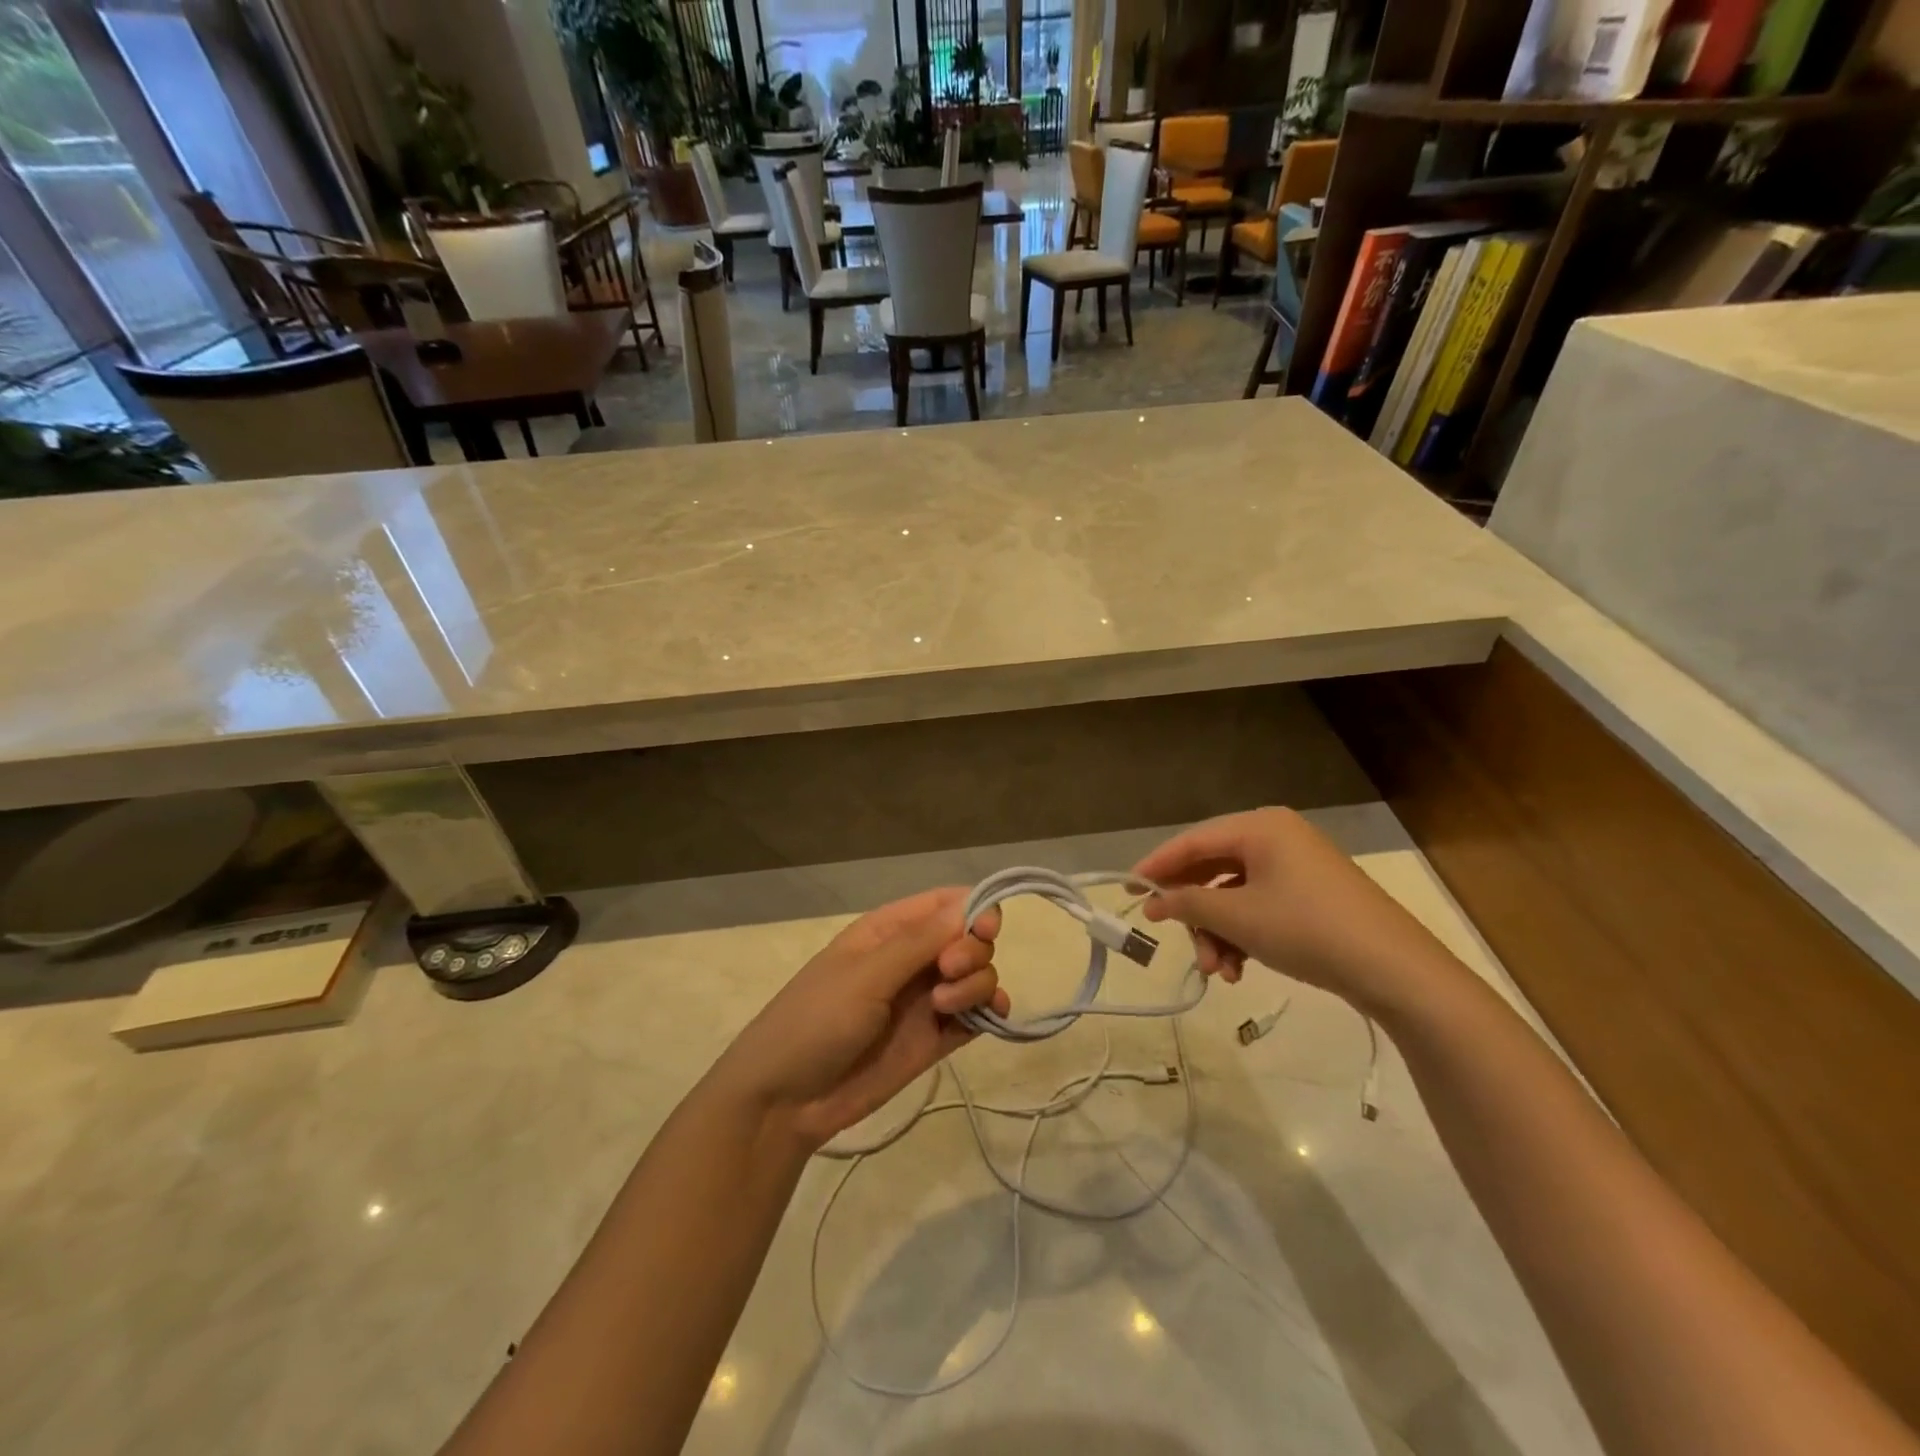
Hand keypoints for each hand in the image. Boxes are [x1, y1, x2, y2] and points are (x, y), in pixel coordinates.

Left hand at [711, 889, 1004, 1149]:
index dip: (976, 909)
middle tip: (948, 972)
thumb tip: (971, 904)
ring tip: (945, 1008)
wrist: (785, 1101)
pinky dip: (989, 1012)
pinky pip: (975, 1015)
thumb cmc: (815, 1021)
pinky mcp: (934, 1038)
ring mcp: (925, 999)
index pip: (947, 903)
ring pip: (976, 975)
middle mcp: (913, 958)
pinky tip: (990, 1018)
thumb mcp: (865, 975)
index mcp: (889, 930)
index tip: (986, 930)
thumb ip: (919, 942)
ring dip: (976, 984)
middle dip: (972, 950)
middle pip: (969, 938)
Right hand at [1133, 807, 1447, 1015]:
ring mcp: (1297, 867)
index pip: (1193, 841)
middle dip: (1195, 913)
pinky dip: (1243, 935)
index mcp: (1260, 827)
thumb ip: (1187, 904)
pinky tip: (1239, 970)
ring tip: (1218, 971)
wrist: (1395, 970)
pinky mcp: (1311, 895)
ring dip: (1218, 932)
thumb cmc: (1306, 929)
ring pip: (1235, 895)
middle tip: (1178, 942)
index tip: (1129, 890)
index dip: (1157, 866)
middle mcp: (1277, 837)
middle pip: (1213, 869)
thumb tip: (1152, 901)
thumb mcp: (1238, 918)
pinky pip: (1260, 906)